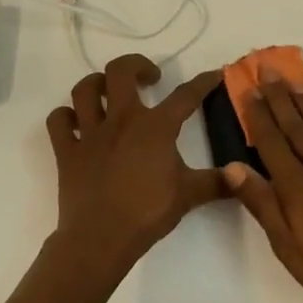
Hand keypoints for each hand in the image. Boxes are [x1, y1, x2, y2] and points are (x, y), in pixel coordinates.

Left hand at [45, 54, 225, 272]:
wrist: (101, 237)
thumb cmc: (148, 212)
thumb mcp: (189, 195)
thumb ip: (217, 182)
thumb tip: (243, 176)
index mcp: (155, 127)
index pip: (185, 96)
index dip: (203, 82)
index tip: (213, 74)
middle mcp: (121, 120)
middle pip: (121, 71)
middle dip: (136, 65)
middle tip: (149, 78)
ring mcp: (90, 133)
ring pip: (84, 90)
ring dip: (97, 84)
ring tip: (109, 91)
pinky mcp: (67, 151)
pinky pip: (59, 121)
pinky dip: (66, 117)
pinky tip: (77, 122)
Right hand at [222, 66, 302, 302]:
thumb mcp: (289, 247)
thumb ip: (262, 204)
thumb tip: (232, 166)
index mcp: (297, 187)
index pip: (271, 142)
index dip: (258, 114)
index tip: (247, 89)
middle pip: (296, 126)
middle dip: (279, 97)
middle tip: (267, 69)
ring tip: (293, 78)